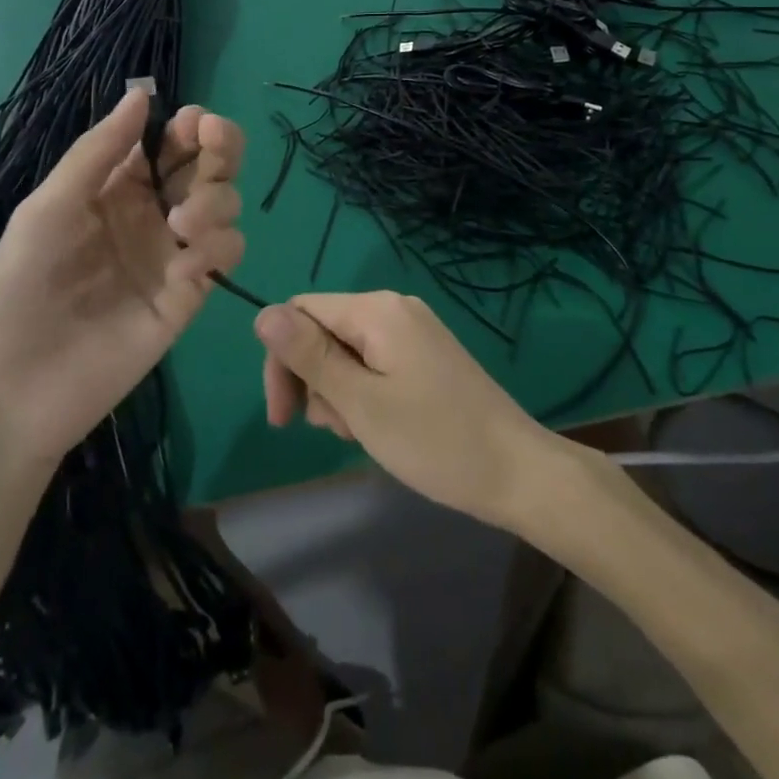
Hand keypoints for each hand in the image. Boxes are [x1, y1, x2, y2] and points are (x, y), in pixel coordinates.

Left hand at [0, 89, 244, 469]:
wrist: (14, 390)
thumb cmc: (18, 289)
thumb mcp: (48, 209)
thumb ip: (98, 153)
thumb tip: (142, 93)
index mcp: (116, 188)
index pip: (168, 143)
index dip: (190, 126)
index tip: (197, 123)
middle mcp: (153, 214)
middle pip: (208, 167)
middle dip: (220, 149)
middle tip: (212, 147)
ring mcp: (175, 254)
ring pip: (226, 206)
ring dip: (217, 201)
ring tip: (182, 227)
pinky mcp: (191, 294)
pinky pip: (225, 255)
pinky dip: (217, 250)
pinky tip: (185, 269)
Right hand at [254, 292, 563, 530]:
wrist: (517, 471)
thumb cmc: (434, 439)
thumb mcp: (361, 402)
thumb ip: (309, 356)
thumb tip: (262, 313)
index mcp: (377, 310)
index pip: (301, 312)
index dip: (282, 360)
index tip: (283, 417)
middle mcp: (394, 308)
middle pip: (324, 330)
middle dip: (314, 380)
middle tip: (333, 430)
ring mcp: (414, 330)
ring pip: (347, 351)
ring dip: (339, 392)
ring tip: (362, 433)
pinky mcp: (426, 354)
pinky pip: (375, 362)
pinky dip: (365, 393)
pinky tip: (380, 427)